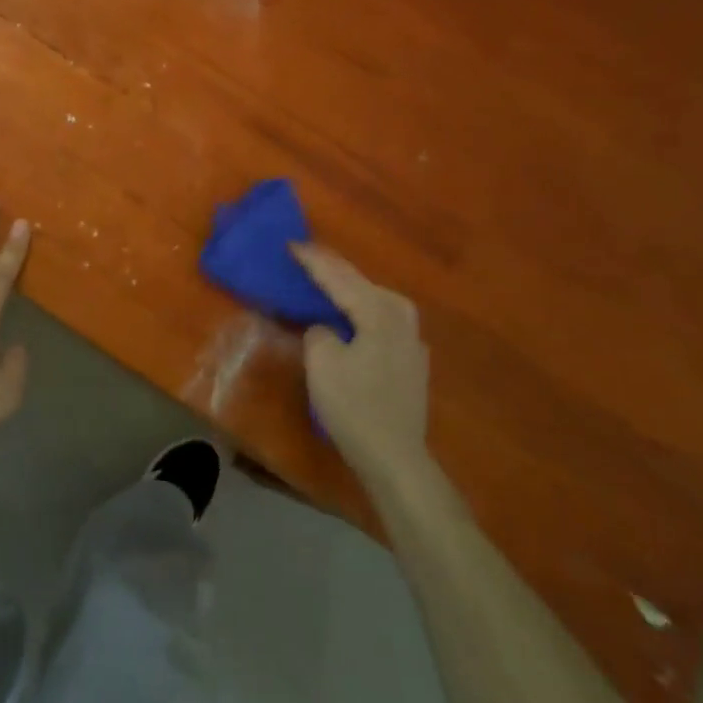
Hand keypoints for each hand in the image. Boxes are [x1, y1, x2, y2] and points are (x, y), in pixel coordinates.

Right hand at [292, 244, 431, 483]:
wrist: (395, 458)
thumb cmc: (354, 407)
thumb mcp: (322, 363)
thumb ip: (318, 331)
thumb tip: (324, 328)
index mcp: (380, 312)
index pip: (339, 277)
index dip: (312, 260)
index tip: (291, 243)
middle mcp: (401, 317)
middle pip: (360, 283)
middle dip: (332, 269)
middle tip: (304, 256)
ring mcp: (411, 339)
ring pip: (373, 299)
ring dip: (348, 288)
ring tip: (323, 279)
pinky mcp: (410, 359)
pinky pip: (379, 319)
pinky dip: (360, 310)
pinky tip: (348, 314)